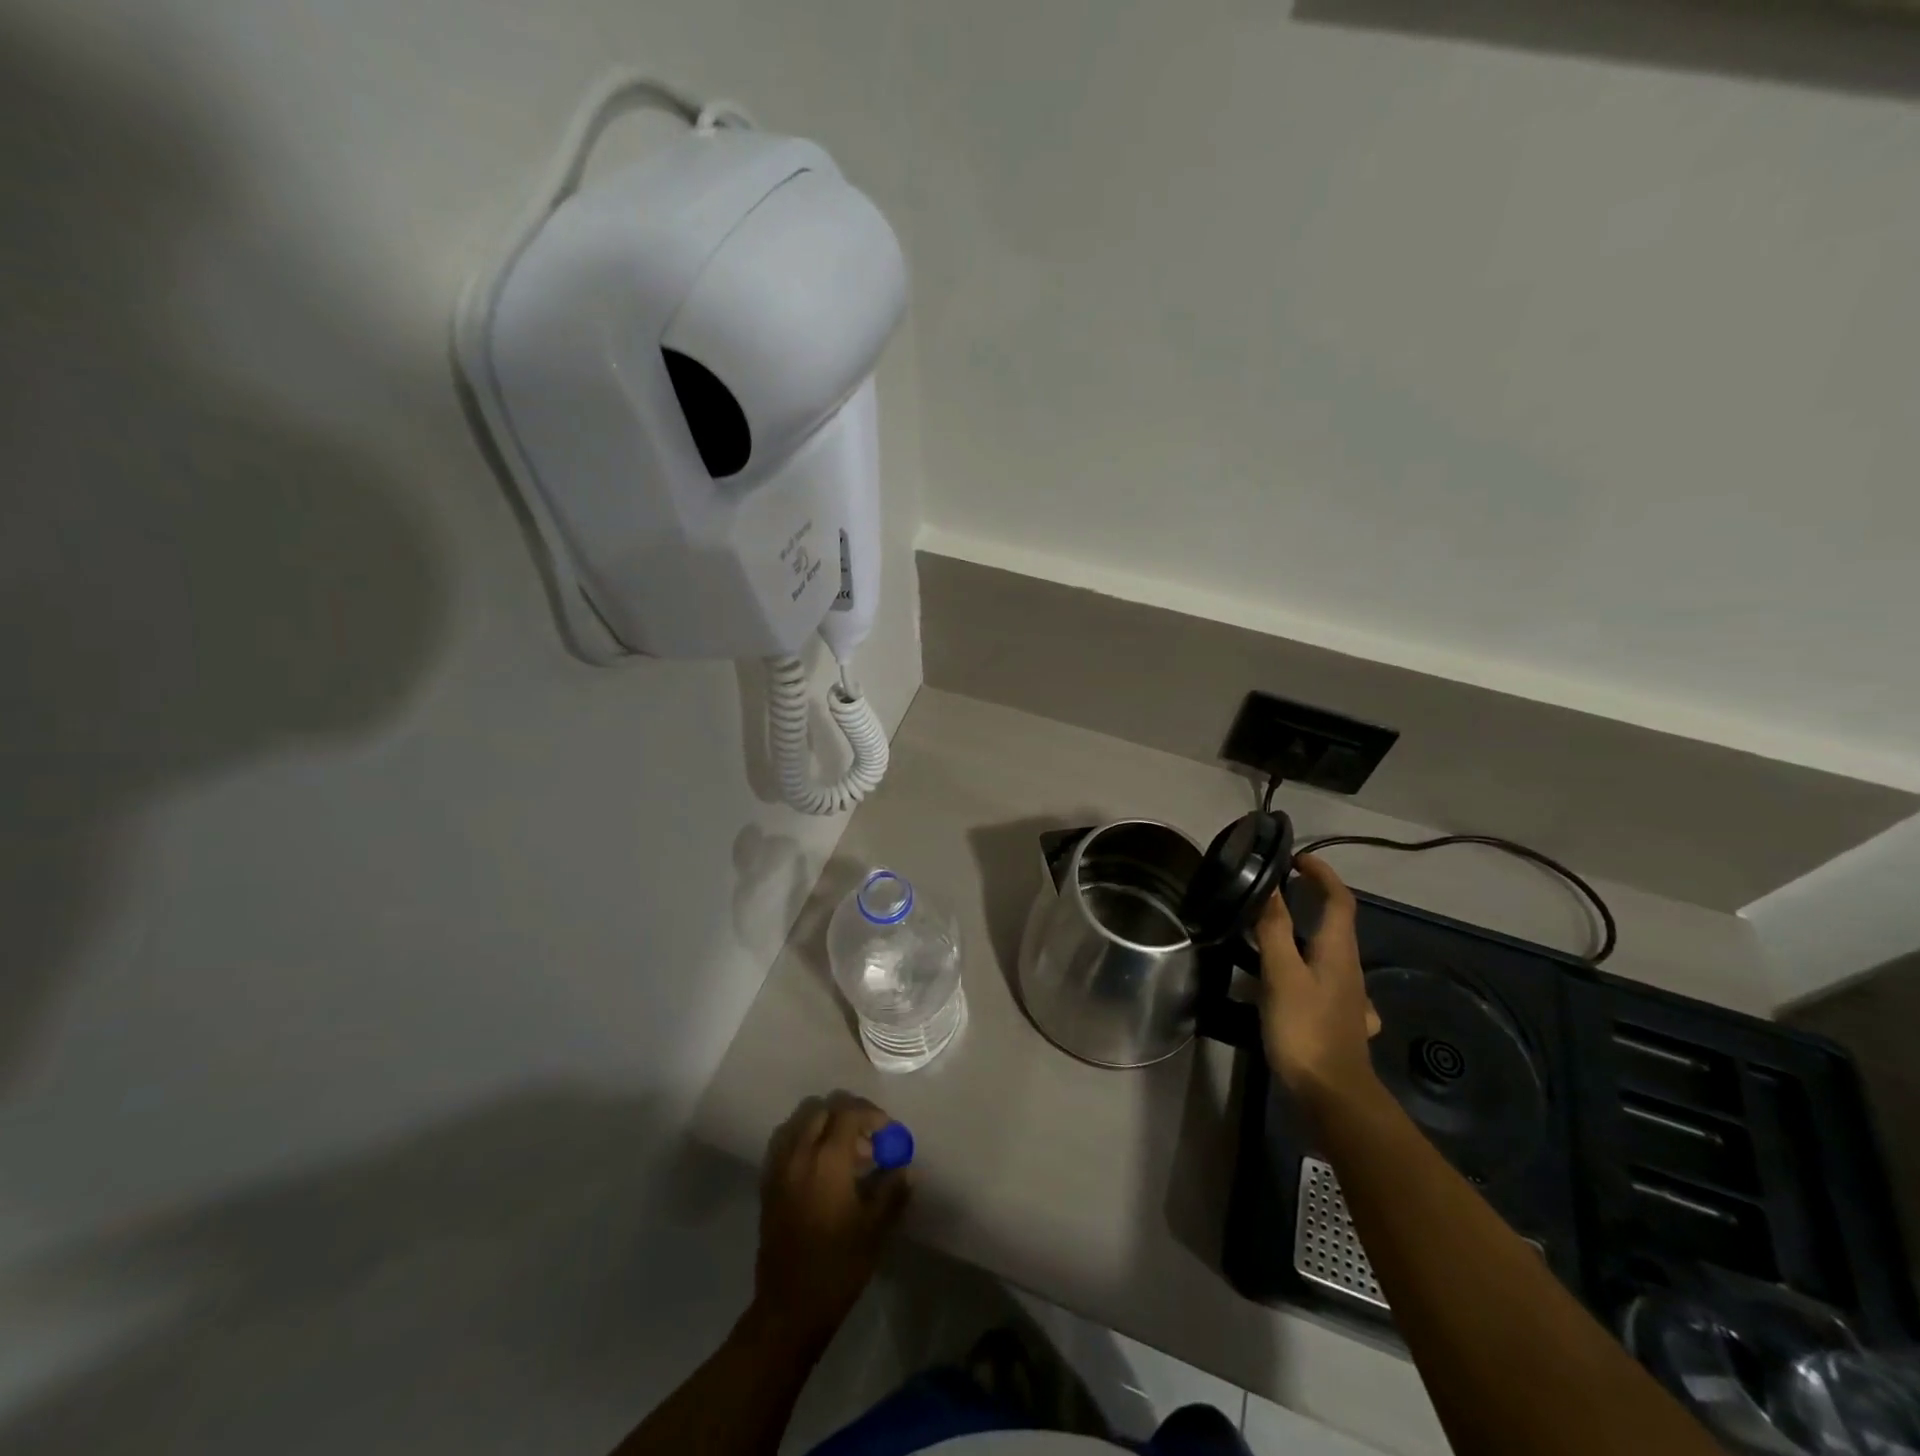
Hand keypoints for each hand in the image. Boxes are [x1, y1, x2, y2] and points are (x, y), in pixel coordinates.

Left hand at [751, 1092, 911, 1345]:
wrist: (789, 1308)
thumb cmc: (838, 1268)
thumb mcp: (875, 1228)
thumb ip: (892, 1189)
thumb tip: (906, 1167)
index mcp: (827, 1159)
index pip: (849, 1112)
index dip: (872, 1115)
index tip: (888, 1131)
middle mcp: (799, 1153)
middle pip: (822, 1107)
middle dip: (848, 1113)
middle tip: (868, 1136)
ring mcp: (779, 1166)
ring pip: (800, 1119)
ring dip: (824, 1122)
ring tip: (844, 1148)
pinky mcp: (767, 1182)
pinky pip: (785, 1140)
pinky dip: (803, 1137)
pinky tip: (819, 1162)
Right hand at [1256, 855, 1383, 1113]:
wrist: (1333, 1096)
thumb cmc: (1305, 1028)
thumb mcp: (1281, 974)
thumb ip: (1274, 929)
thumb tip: (1270, 886)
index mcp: (1338, 952)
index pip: (1339, 900)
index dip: (1322, 875)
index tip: (1297, 859)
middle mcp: (1349, 970)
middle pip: (1336, 925)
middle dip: (1312, 900)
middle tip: (1275, 892)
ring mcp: (1348, 998)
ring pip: (1329, 954)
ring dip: (1306, 934)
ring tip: (1272, 933)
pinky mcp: (1338, 1020)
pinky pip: (1325, 982)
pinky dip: (1309, 969)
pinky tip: (1296, 984)